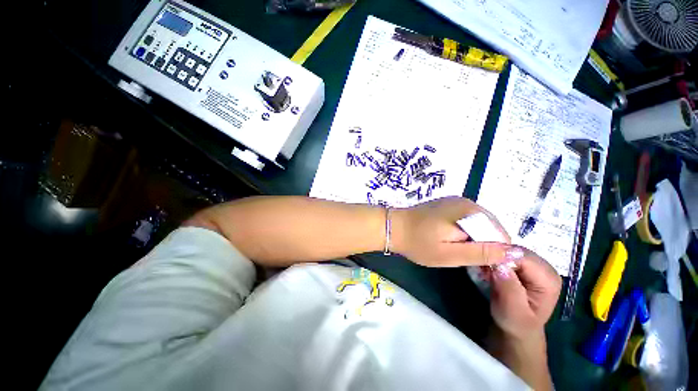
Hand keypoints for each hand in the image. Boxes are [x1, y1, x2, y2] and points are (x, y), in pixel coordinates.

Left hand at [392, 196, 525, 266]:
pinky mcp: (449, 204)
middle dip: (485, 245)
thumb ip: (481, 253)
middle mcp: (467, 202)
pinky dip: (466, 232)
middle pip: (491, 228)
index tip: (480, 266)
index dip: (494, 253)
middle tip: (466, 260)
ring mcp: (457, 201)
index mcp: (470, 212)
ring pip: (480, 224)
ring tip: (458, 251)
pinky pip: (468, 220)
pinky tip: (452, 240)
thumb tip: (514, 252)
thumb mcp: (449, 254)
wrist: (394, 227)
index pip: (500, 235)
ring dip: (475, 239)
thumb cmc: (418, 243)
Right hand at [489, 249, 561, 339]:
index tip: (484, 264)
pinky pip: (507, 253)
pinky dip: (495, 258)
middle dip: (497, 255)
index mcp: (548, 279)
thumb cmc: (515, 323)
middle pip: (516, 250)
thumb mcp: (512, 310)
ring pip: (510, 249)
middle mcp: (545, 268)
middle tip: (482, 266)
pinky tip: (489, 268)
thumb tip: (499, 266)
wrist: (516, 328)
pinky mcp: (525, 265)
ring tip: (484, 268)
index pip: (522, 257)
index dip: (501, 257)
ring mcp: (536, 265)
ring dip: (495, 256)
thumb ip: (509, 288)